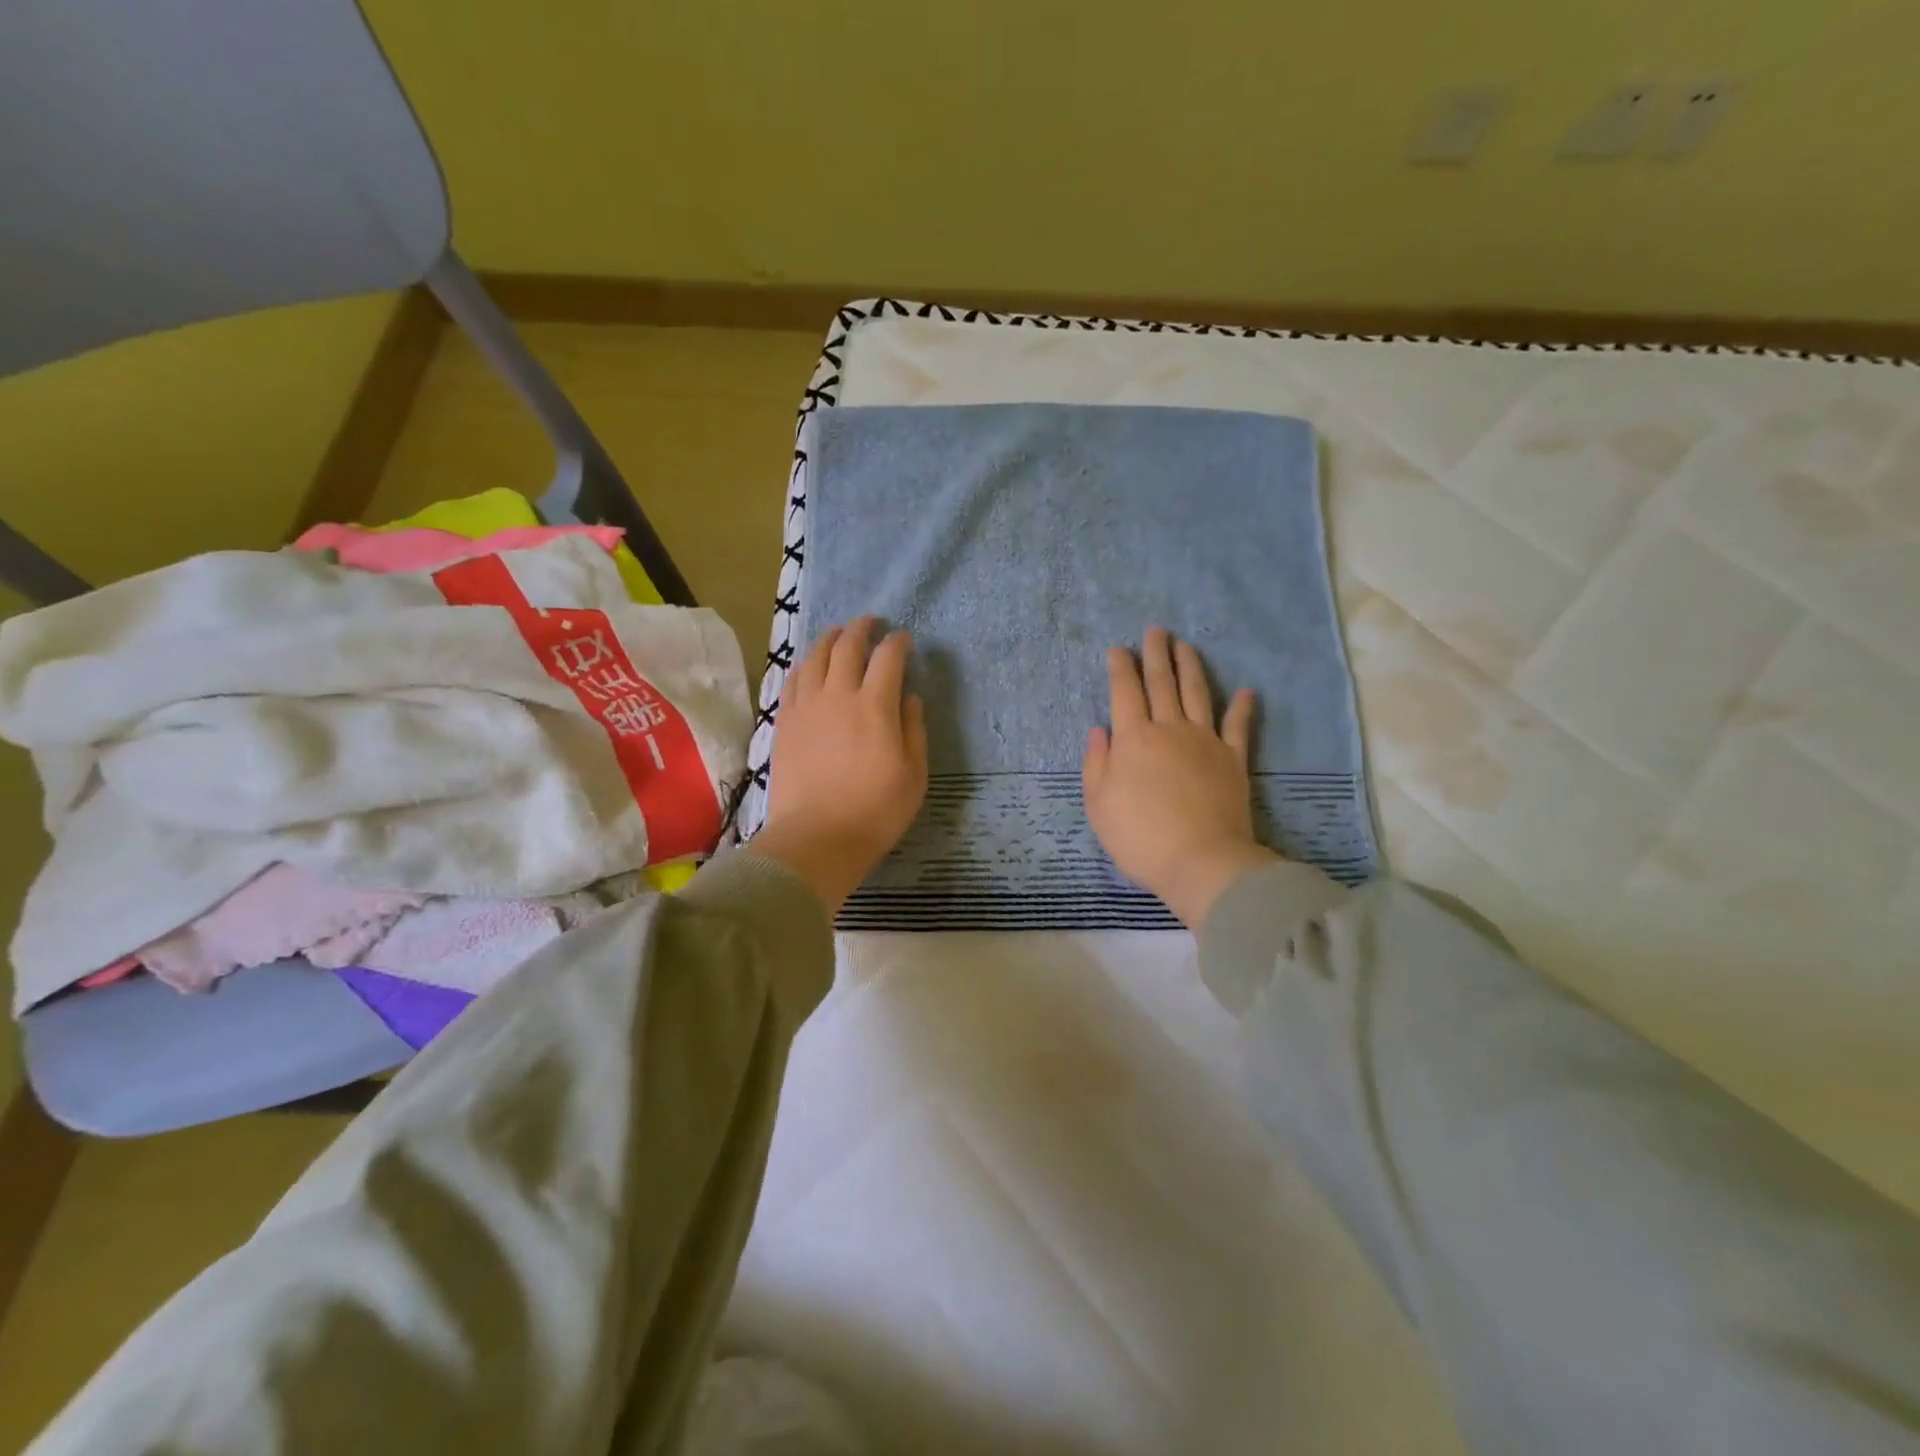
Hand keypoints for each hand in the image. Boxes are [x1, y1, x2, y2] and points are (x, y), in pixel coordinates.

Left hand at [750, 617, 928, 915]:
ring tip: (838, 635)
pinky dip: (805, 665)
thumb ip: (913, 729)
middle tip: (871, 623)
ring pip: (815, 657)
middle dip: (862, 629)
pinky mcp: (784, 722)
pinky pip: (792, 681)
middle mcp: (838, 695)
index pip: (888, 658)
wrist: (817, 837)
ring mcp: (806, 707)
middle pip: (848, 646)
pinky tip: (809, 666)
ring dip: (830, 639)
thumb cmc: (876, 810)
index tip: (905, 641)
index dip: (898, 643)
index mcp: (875, 706)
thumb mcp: (914, 774)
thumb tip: (909, 698)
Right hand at [1082, 627, 1278, 928]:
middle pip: (1162, 683)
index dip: (1121, 668)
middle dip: (1156, 654)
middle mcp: (1169, 729)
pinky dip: (1242, 707)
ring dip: (1190, 666)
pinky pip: (1238, 726)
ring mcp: (1205, 741)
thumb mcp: (1099, 804)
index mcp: (1133, 738)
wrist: (1200, 860)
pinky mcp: (1233, 759)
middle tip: (1156, 631)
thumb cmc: (1139, 836)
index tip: (1118, 649)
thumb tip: (1099, 730)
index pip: (1125, 692)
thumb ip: (1096, 763)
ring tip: (1186, 645)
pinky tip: (1245, 690)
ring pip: (1197, 693)